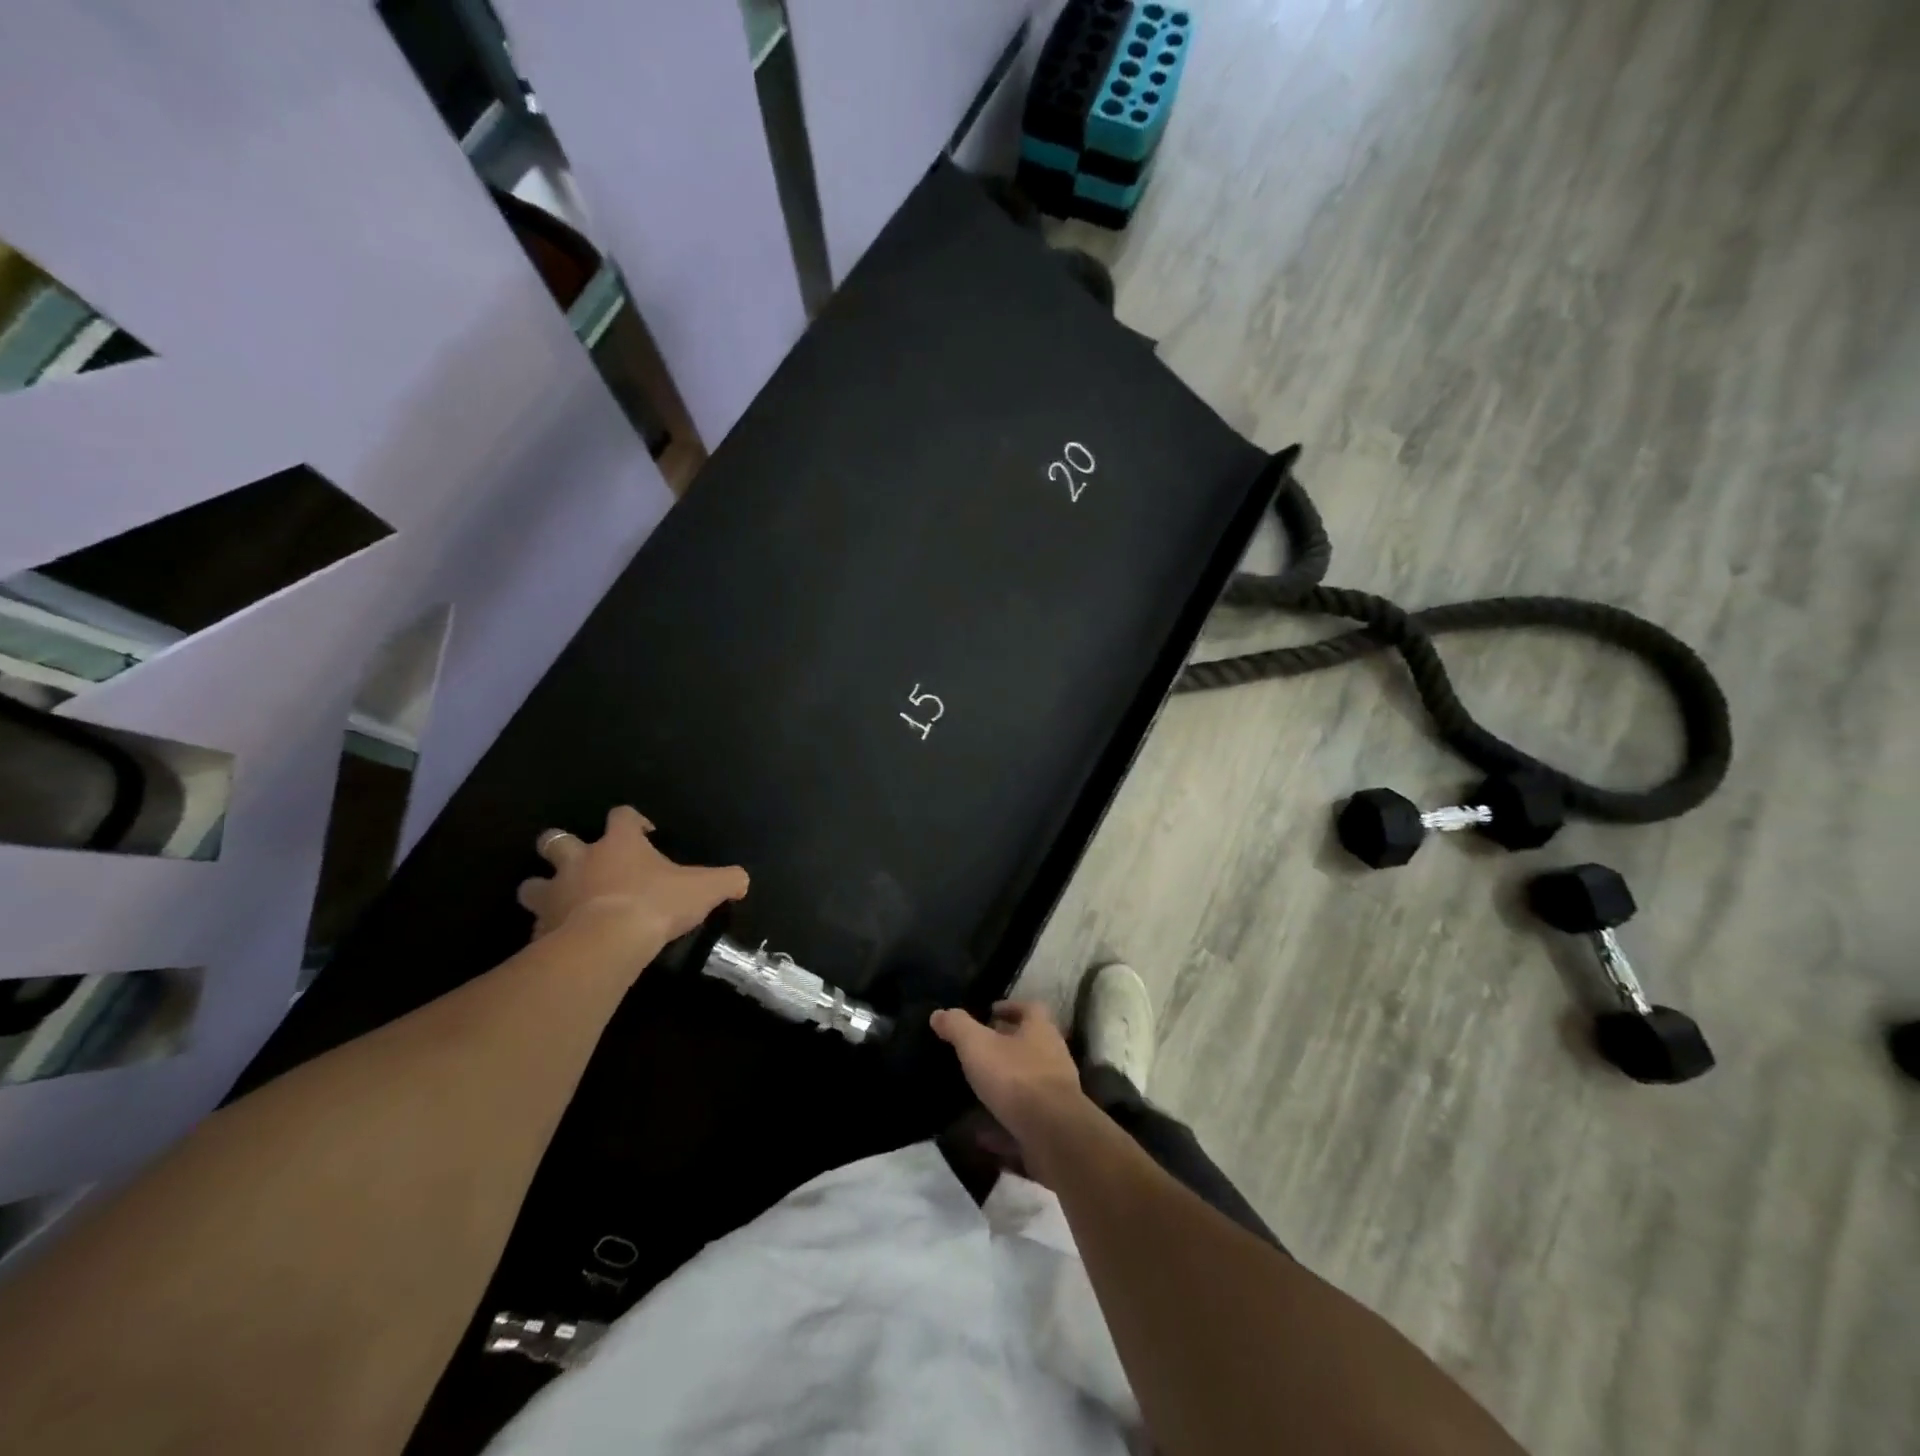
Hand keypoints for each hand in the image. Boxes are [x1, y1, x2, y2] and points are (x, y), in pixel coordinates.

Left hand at [516, 806, 747, 952]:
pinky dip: (546, 931)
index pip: (621, 816)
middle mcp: (580, 860)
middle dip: (560, 847)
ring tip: (558, 903)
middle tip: (579, 861)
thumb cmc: (656, 904)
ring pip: (531, 884)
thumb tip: (742, 881)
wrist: (606, 942)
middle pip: (555, 840)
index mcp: (619, 844)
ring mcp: (555, 894)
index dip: (632, 820)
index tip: (645, 833)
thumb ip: (727, 880)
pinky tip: (560, 943)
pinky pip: (536, 926)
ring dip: (541, 889)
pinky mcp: (540, 929)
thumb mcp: (705, 889)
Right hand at [931, 1001, 1087, 1141]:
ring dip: (1006, 1086)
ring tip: (976, 1091)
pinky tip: (980, 1135)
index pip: (1030, 1008)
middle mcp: (1054, 1057)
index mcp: (1040, 1030)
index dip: (1010, 1007)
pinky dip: (1003, 1125)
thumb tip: (939, 1014)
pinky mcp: (1052, 1126)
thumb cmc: (1016, 1078)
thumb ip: (958, 1027)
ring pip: (1028, 1083)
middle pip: (1031, 1045)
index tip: (990, 1012)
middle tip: (979, 1050)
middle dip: (1007, 1047)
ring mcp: (1056, 1093)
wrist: (1053, 1135)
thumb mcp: (978, 1046)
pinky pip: (1023, 1120)